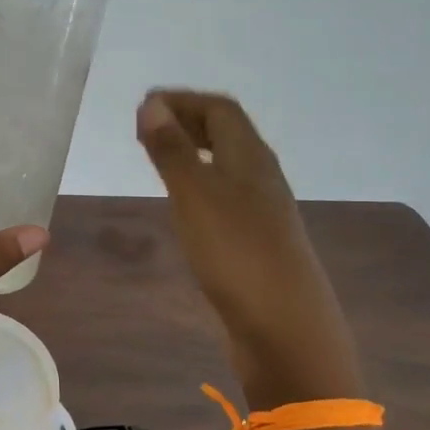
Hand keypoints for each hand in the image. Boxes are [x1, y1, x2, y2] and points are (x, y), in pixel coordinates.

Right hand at [135, 91, 363, 405]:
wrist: (286, 328)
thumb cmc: (237, 255)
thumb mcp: (196, 197)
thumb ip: (173, 151)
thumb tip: (152, 104)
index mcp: (251, 158)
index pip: (220, 110)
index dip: (183, 100)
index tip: (143, 106)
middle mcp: (261, 177)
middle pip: (228, 134)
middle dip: (188, 122)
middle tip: (146, 129)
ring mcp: (262, 211)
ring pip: (227, 165)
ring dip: (193, 152)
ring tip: (158, 159)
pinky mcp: (256, 241)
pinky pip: (225, 195)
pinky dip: (200, 184)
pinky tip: (184, 204)